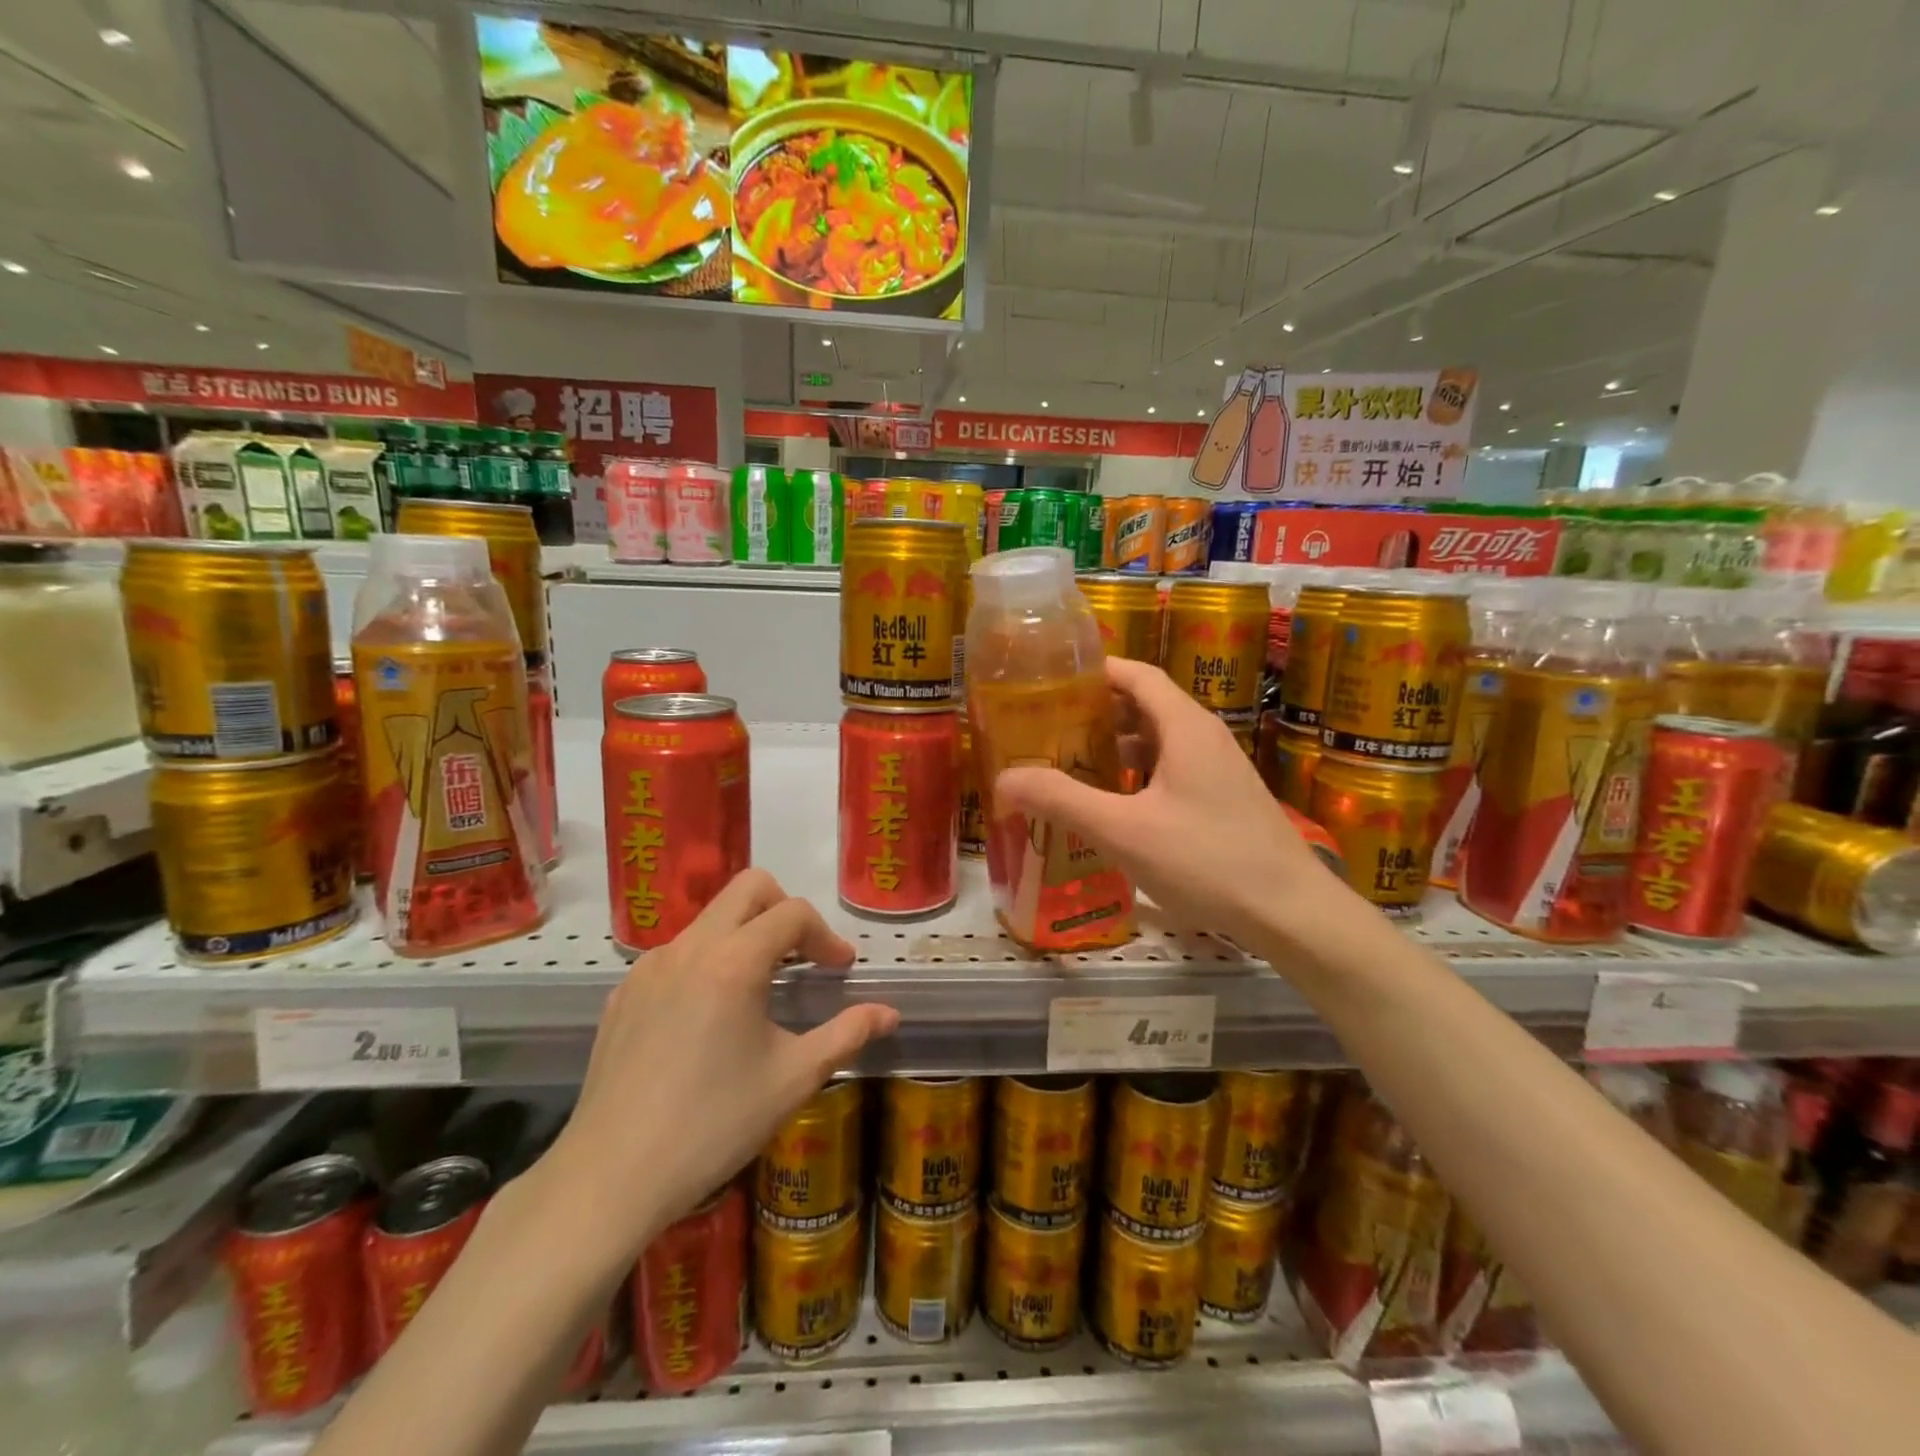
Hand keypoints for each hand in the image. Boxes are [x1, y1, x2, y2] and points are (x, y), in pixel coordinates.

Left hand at [538, 870, 897, 1263]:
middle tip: (802, 956)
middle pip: (748, 888)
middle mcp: (689, 947)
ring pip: (710, 919)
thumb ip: (847, 1035)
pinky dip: (708, 963)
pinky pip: (677, 954)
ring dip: (745, 936)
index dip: (826, 935)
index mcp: (733, 961)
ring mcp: (649, 967)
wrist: (611, 1177)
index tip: (840, 970)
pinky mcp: (623, 993)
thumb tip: (889, 1013)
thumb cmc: (713, 1124)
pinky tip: (709, 1018)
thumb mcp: (793, 1079)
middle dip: (785, 910)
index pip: (793, 913)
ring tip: (760, 991)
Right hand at [994, 657, 1348, 949]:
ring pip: (1159, 742)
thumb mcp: (1123, 830)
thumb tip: (1004, 778)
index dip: (1095, 671)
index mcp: (1185, 726)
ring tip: (1072, 766)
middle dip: (1096, 713)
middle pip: (1145, 706)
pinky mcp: (1225, 800)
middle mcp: (1205, 737)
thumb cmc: (1207, 861)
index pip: (1136, 674)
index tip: (1050, 681)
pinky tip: (1115, 807)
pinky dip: (1138, 775)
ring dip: (1116, 747)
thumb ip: (1062, 800)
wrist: (1292, 913)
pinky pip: (1173, 770)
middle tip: (1048, 729)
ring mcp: (1220, 770)